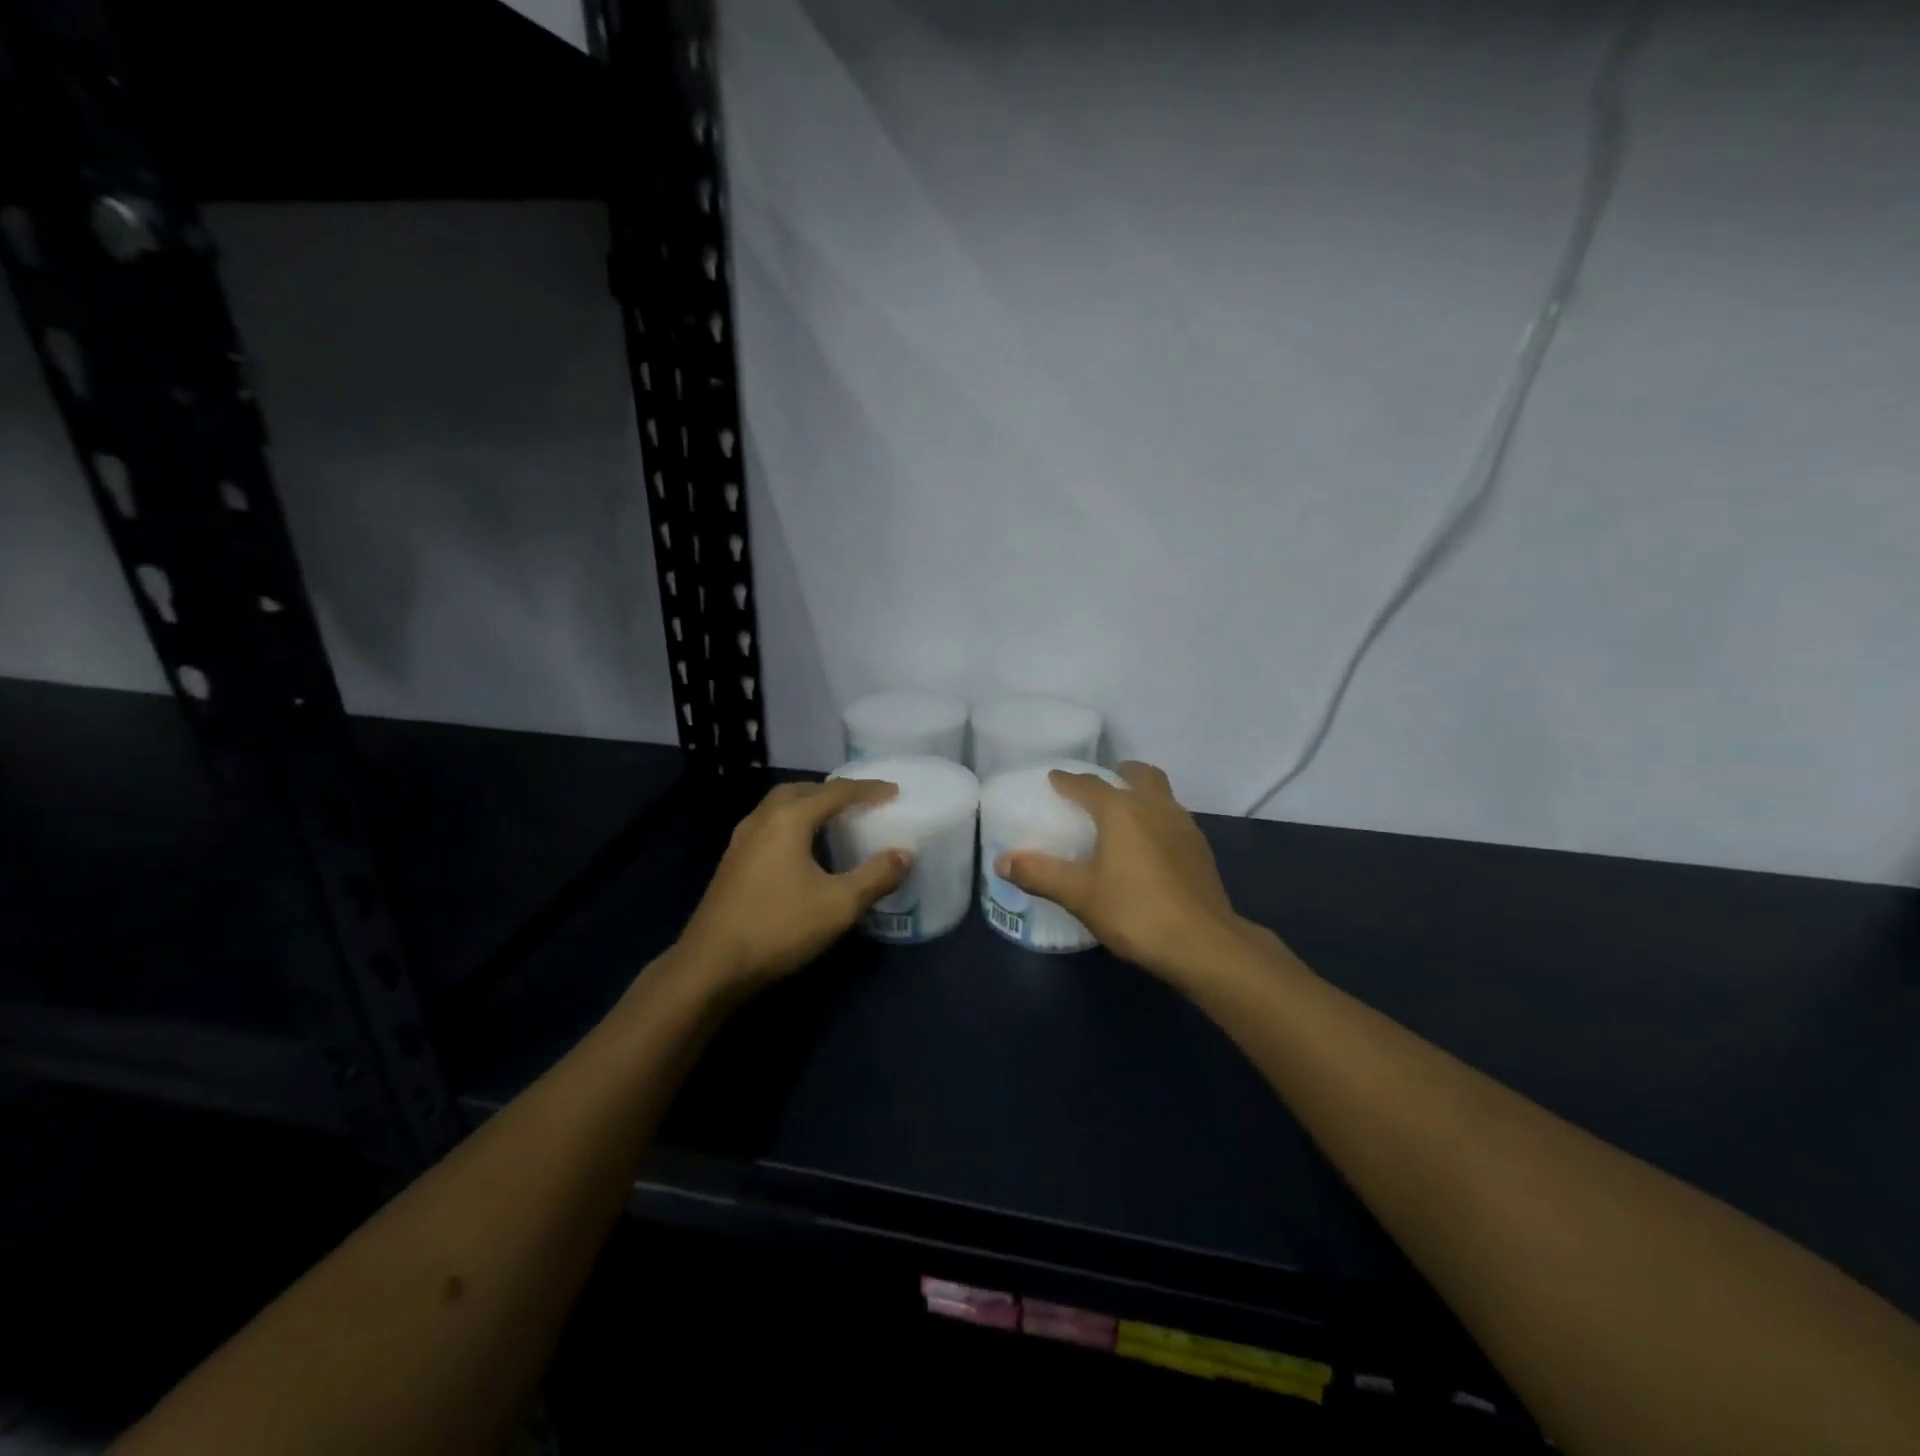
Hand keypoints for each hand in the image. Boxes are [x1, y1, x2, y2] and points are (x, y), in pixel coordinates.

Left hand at [678, 779, 912, 992]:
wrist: (710, 966)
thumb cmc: (778, 928)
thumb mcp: (839, 905)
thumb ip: (876, 876)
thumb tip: (904, 854)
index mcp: (789, 818)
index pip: (836, 792)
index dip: (869, 789)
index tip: (895, 792)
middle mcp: (762, 818)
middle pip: (803, 790)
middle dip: (835, 791)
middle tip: (862, 801)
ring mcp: (742, 840)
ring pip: (781, 807)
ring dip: (811, 805)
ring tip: (836, 820)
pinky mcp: (733, 861)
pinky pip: (770, 825)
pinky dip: (794, 823)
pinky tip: (804, 850)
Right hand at [998, 761, 1246, 983]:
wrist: (1203, 943)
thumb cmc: (1135, 912)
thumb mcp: (1079, 895)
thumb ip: (1040, 874)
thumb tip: (1002, 861)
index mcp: (1121, 811)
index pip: (1089, 784)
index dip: (1068, 780)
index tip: (1054, 779)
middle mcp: (1155, 808)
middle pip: (1140, 775)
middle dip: (1120, 773)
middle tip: (1102, 786)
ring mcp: (1184, 826)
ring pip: (1163, 795)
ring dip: (1144, 795)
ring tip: (1126, 815)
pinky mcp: (1201, 850)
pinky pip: (1175, 819)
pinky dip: (1159, 819)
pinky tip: (1151, 847)